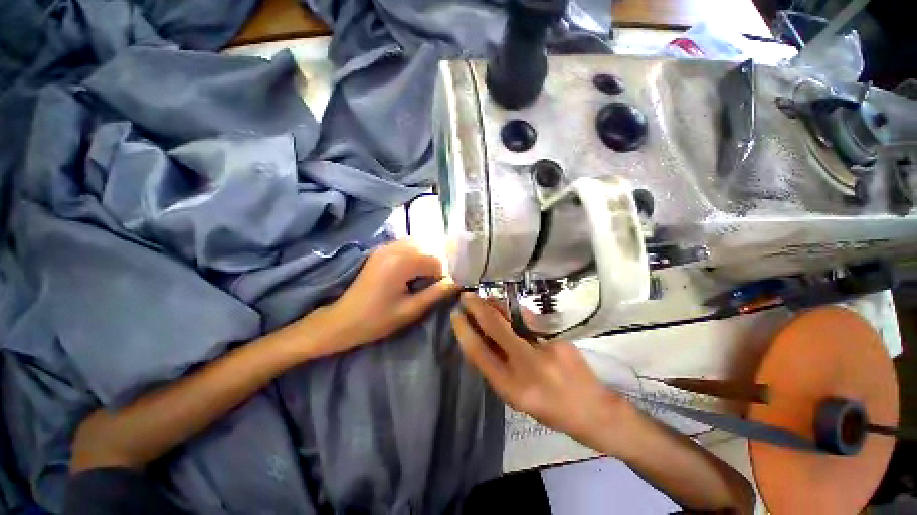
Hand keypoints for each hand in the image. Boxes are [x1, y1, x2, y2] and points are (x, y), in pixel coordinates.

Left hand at [316, 239, 458, 353]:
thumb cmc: (377, 320)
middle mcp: (394, 248)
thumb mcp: (411, 310)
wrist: (341, 321)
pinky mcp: (381, 250)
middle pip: (429, 248)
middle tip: (434, 284)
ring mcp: (386, 247)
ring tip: (424, 278)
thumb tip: (458, 282)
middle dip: (436, 265)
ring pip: (419, 244)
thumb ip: (436, 293)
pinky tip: (413, 271)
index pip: (436, 260)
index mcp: (402, 262)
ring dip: (427, 259)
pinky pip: (407, 246)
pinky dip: (416, 255)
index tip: (440, 290)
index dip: (443, 275)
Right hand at [451, 293, 635, 451]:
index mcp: (512, 388)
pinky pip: (529, 320)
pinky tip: (508, 308)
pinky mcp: (559, 337)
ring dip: (495, 305)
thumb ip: (497, 367)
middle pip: (494, 327)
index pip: (479, 354)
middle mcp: (527, 366)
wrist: (593, 409)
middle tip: (466, 296)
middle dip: (477, 307)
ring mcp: (546, 348)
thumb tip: (479, 337)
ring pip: (512, 318)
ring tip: (484, 299)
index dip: (464, 331)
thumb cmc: (549, 409)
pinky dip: (514, 312)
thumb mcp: (515, 397)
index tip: (455, 316)